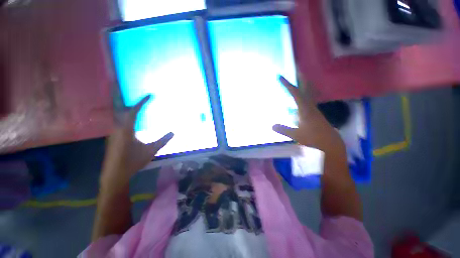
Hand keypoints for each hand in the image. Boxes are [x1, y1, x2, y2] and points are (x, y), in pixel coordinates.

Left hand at [100, 95, 173, 187]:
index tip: (150, 95)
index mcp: (127, 130)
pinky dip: (127, 116)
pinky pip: (121, 122)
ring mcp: (114, 132)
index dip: (142, 102)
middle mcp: (118, 128)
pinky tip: (132, 119)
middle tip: (136, 93)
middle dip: (128, 99)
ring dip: (128, 108)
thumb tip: (173, 132)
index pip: (134, 111)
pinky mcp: (114, 137)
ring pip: (121, 115)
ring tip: (136, 103)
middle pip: (123, 109)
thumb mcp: (151, 151)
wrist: (115, 175)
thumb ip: (162, 140)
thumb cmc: (133, 162)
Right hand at [272, 76, 344, 152]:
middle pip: (305, 89)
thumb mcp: (295, 135)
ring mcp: (314, 110)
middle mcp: (310, 106)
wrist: (330, 144)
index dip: (287, 85)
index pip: (295, 93)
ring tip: (296, 83)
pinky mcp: (315, 114)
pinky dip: (302, 97)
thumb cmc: (313, 138)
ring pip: (308, 94)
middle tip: (296, 71)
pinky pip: (307, 101)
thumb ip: (283, 129)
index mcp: (305, 109)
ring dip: (302, 87)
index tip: (280, 77)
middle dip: (300, 79)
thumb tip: (272, 125)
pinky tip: (297, 102)